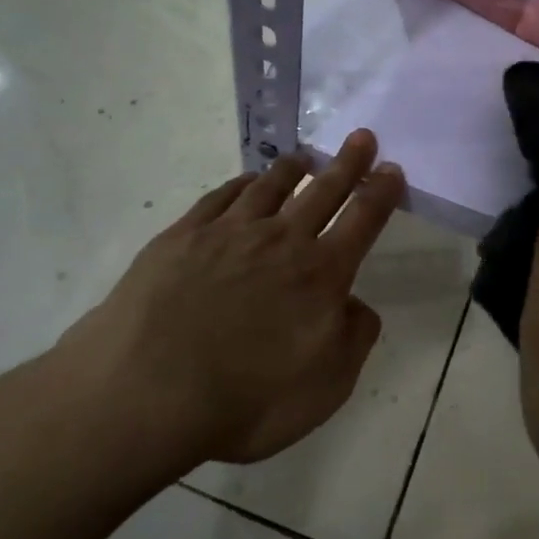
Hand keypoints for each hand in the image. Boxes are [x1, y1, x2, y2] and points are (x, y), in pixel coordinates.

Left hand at [55, 130, 404, 467]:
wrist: (146, 393)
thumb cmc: (245, 401)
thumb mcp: (325, 389)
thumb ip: (354, 340)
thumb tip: (356, 305)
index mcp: (321, 274)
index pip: (362, 220)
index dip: (381, 192)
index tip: (392, 169)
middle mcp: (281, 241)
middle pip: (323, 190)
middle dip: (348, 163)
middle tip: (361, 137)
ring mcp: (229, 233)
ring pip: (271, 186)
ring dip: (293, 168)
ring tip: (305, 156)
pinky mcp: (184, 235)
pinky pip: (222, 196)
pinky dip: (242, 183)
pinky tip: (246, 181)